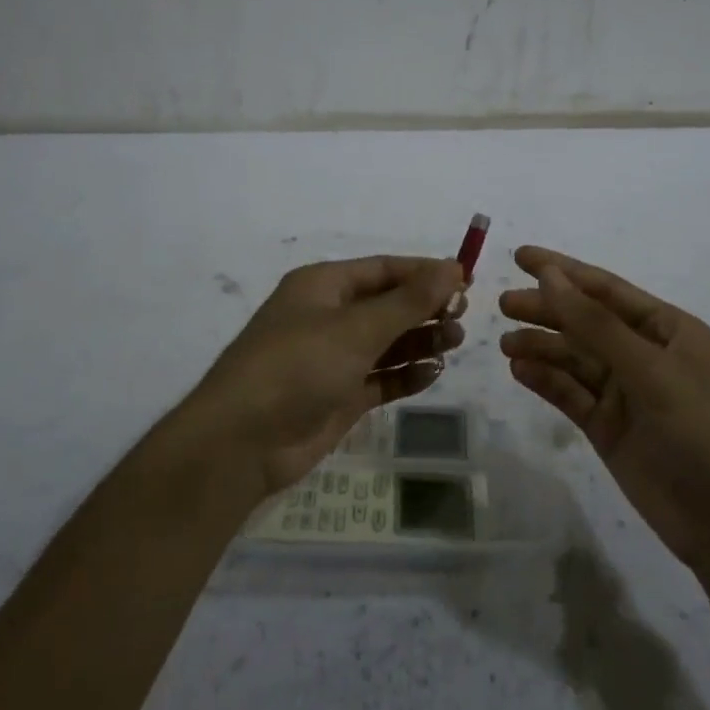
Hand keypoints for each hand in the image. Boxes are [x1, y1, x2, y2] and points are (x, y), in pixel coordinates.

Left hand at [193, 256, 466, 498]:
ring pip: (387, 342)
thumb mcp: (356, 328)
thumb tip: (453, 267)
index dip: (424, 272)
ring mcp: (333, 359)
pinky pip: (381, 378)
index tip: (466, 281)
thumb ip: (409, 301)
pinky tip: (433, 373)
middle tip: (462, 319)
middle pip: (387, 304)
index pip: (384, 269)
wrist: (242, 442)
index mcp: (323, 286)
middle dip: (425, 308)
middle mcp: (328, 317)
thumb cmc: (298, 366)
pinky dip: (406, 375)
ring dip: (420, 340)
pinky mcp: (338, 396)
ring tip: (454, 343)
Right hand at [499, 246, 709, 575]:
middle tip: (502, 305)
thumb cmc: (703, 433)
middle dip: (546, 310)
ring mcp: (625, 394)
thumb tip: (550, 276)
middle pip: (585, 322)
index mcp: (668, 330)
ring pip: (574, 359)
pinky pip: (571, 395)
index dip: (563, 271)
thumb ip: (595, 325)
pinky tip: (520, 372)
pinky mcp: (608, 428)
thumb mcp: (651, 371)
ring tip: (506, 344)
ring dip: (542, 348)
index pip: (606, 290)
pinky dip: (546, 381)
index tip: (520, 257)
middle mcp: (644, 355)